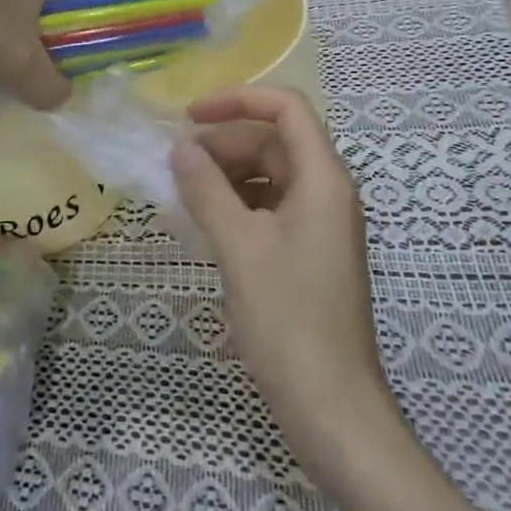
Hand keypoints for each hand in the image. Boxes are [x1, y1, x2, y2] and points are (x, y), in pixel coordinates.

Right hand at [170, 86, 396, 454]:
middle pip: (274, 140)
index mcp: (323, 178)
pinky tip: (206, 221)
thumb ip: (206, 190)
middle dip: (224, 143)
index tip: (190, 116)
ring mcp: (320, 222)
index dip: (238, 99)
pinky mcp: (309, 251)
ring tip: (184, 192)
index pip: (286, 108)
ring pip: (269, 173)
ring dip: (227, 173)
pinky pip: (270, 205)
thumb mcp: (239, 248)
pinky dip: (237, 202)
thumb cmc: (289, 321)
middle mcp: (328, 190)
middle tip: (177, 166)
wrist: (333, 410)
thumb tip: (180, 149)